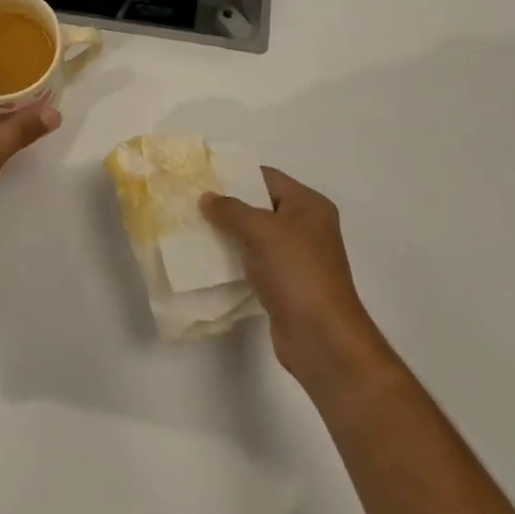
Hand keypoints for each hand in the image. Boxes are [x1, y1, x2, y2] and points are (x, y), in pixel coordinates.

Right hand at [202, 168, 393, 395]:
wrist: (321, 338)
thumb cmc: (296, 272)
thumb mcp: (261, 230)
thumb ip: (231, 210)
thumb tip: (206, 197)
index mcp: (309, 205)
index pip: (267, 178)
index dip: (236, 175)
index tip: (203, 176)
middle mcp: (306, 227)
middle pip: (261, 206)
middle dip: (229, 205)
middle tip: (193, 202)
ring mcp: (297, 258)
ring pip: (256, 236)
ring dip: (229, 234)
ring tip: (194, 228)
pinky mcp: (286, 285)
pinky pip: (255, 262)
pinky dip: (235, 259)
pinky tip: (208, 260)